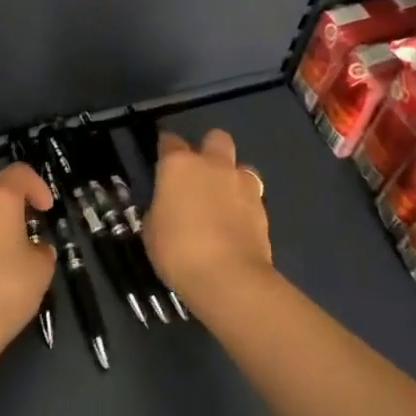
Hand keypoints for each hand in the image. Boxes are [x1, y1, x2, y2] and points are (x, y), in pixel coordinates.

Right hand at [142, 129, 273, 310]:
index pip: (169, 142)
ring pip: (240, 165)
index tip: (162, 161)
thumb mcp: (152, 230)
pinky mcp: (263, 206)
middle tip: (198, 175)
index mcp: (179, 165)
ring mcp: (242, 183)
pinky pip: (252, 195)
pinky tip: (236, 223)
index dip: (165, 149)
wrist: (228, 277)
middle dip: (208, 149)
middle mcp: (213, 165)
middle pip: (215, 138)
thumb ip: (161, 208)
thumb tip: (168, 206)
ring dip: (231, 177)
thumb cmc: (178, 251)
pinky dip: (244, 204)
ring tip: (223, 201)